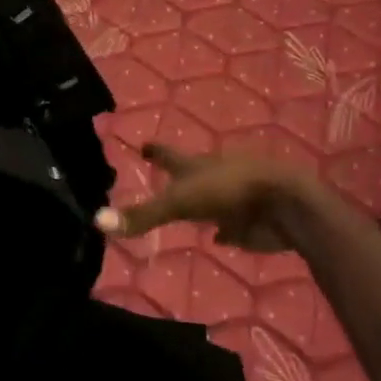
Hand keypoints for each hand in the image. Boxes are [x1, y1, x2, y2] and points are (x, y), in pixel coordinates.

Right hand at [95, 144, 320, 252]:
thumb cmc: (229, 192)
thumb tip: (97, 220)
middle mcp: (213, 177)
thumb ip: (142, 215)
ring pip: (210, 198)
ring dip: (198, 201)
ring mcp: (233, 198)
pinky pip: (230, 225)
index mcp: (195, 165)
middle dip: (176, 176)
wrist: (283, 203)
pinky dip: (222, 229)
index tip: (143, 144)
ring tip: (184, 206)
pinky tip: (217, 235)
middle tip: (160, 177)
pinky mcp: (248, 221)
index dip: (155, 151)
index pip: (168, 154)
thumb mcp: (180, 203)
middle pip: (190, 174)